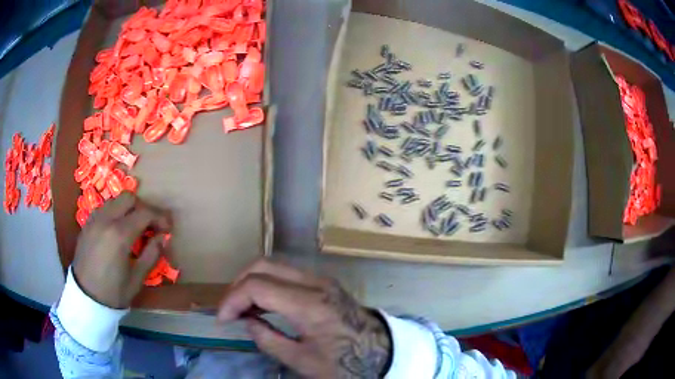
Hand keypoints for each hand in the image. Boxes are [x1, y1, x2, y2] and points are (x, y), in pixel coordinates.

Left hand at [73, 192, 170, 308]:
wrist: (86, 298)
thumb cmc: (114, 292)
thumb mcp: (137, 278)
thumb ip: (151, 254)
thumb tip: (163, 237)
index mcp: (119, 234)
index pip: (144, 213)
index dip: (160, 218)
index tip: (168, 228)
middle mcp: (106, 219)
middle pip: (129, 198)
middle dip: (143, 208)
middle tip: (150, 225)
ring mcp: (94, 219)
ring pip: (115, 200)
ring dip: (128, 209)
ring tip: (134, 227)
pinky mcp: (87, 223)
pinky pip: (104, 208)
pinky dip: (115, 213)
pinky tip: (117, 229)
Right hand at [217, 259, 391, 377]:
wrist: (381, 351)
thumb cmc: (344, 362)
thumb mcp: (302, 361)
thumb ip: (268, 339)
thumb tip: (246, 320)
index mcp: (309, 305)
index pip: (257, 286)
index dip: (232, 300)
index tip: (222, 320)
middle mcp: (314, 283)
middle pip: (262, 265)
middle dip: (238, 285)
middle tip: (229, 310)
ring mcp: (320, 279)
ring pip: (273, 265)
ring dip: (251, 282)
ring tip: (242, 307)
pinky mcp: (323, 282)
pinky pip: (286, 273)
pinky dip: (266, 283)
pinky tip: (262, 303)